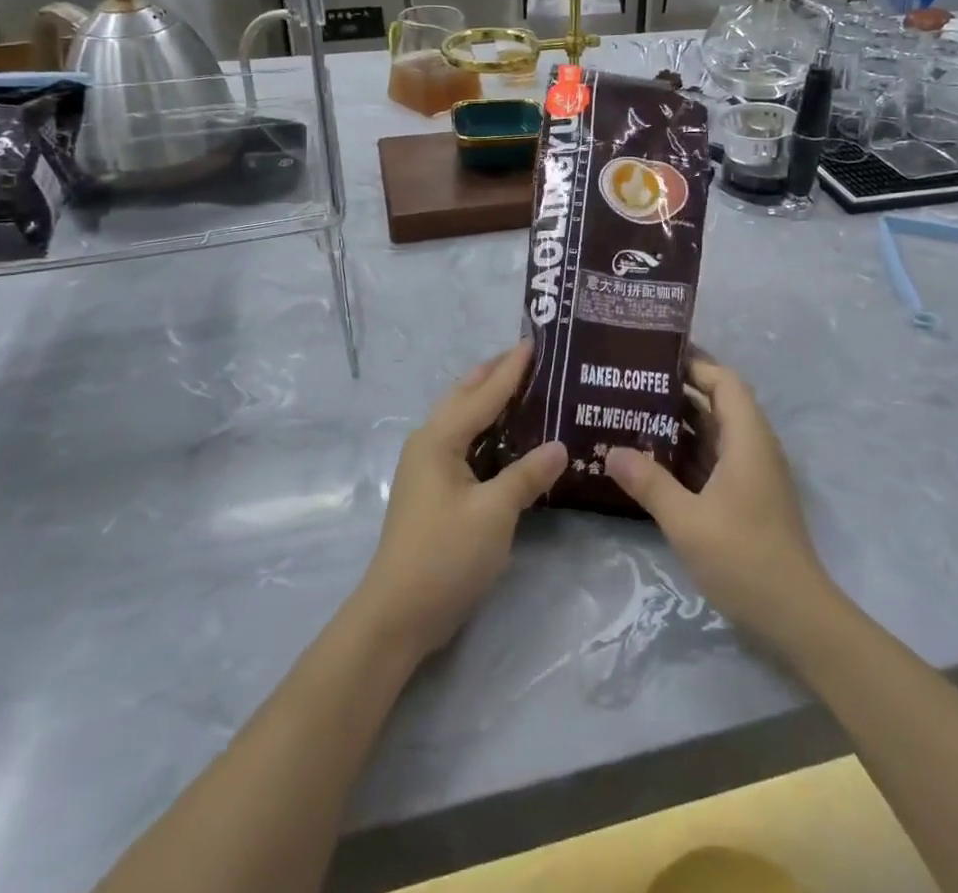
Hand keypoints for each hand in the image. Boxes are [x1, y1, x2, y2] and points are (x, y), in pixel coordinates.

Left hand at [353, 343, 567, 660]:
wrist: (397, 615)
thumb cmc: (445, 556)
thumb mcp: (494, 513)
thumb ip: (527, 476)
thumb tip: (561, 446)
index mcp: (440, 439)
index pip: (484, 393)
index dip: (511, 368)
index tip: (535, 342)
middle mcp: (429, 443)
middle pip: (466, 397)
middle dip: (495, 374)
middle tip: (530, 358)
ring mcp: (427, 467)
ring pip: (463, 420)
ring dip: (489, 400)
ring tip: (523, 387)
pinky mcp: (432, 490)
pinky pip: (463, 444)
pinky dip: (486, 431)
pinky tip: (509, 439)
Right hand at [604, 359, 833, 634]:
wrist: (797, 618)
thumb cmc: (744, 558)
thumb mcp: (687, 520)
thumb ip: (649, 483)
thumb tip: (611, 451)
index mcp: (747, 439)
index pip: (724, 382)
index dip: (694, 365)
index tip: (653, 358)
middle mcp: (753, 447)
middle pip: (718, 403)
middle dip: (678, 392)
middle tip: (631, 385)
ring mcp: (752, 474)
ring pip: (714, 433)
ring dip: (679, 424)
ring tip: (632, 415)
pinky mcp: (747, 497)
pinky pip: (714, 460)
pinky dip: (687, 453)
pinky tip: (652, 460)